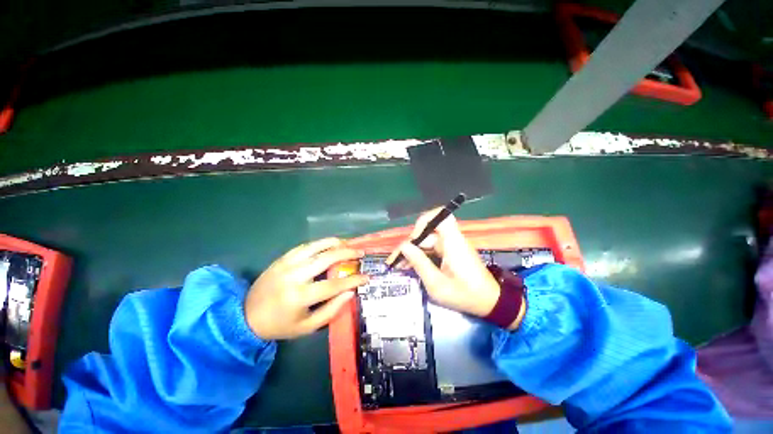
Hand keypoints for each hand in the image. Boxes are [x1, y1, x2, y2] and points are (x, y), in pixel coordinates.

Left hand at [245, 238, 367, 339]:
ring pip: (316, 246)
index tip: (367, 276)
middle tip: (361, 252)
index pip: (334, 284)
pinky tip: (329, 244)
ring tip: (348, 243)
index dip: (353, 279)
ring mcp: (287, 264)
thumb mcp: (307, 327)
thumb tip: (350, 292)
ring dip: (335, 243)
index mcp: (300, 296)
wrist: (245, 316)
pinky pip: (305, 246)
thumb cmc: (280, 325)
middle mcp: (295, 276)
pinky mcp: (282, 258)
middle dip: (348, 253)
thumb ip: (331, 310)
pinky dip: (320, 243)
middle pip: (327, 258)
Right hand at [387, 210, 523, 328]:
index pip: (440, 217)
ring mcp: (451, 246)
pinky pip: (431, 248)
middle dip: (410, 244)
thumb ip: (420, 263)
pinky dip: (420, 255)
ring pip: (427, 240)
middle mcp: (452, 240)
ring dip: (413, 251)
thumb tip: (403, 247)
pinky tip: (410, 266)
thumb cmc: (465, 295)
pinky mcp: (450, 252)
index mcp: (453, 243)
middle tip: (396, 260)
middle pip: (427, 231)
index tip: (412, 239)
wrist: (490, 303)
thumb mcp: (437, 284)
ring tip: (399, 266)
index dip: (424, 221)